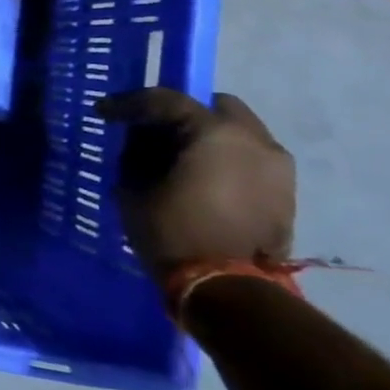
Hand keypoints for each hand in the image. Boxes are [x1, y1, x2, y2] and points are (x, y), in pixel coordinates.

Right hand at [94, 89, 294, 281]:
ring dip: (208, 138)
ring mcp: (277, 167)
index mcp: (215, 133)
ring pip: (237, 133)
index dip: (129, 103)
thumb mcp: (134, 186)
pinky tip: (204, 181)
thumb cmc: (173, 231)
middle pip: (214, 107)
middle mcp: (255, 140)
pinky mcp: (285, 193)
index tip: (104, 112)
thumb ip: (138, 153)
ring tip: (181, 160)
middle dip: (182, 114)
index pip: (166, 100)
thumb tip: (141, 141)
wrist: (227, 289)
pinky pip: (249, 160)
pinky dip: (225, 161)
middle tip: (153, 133)